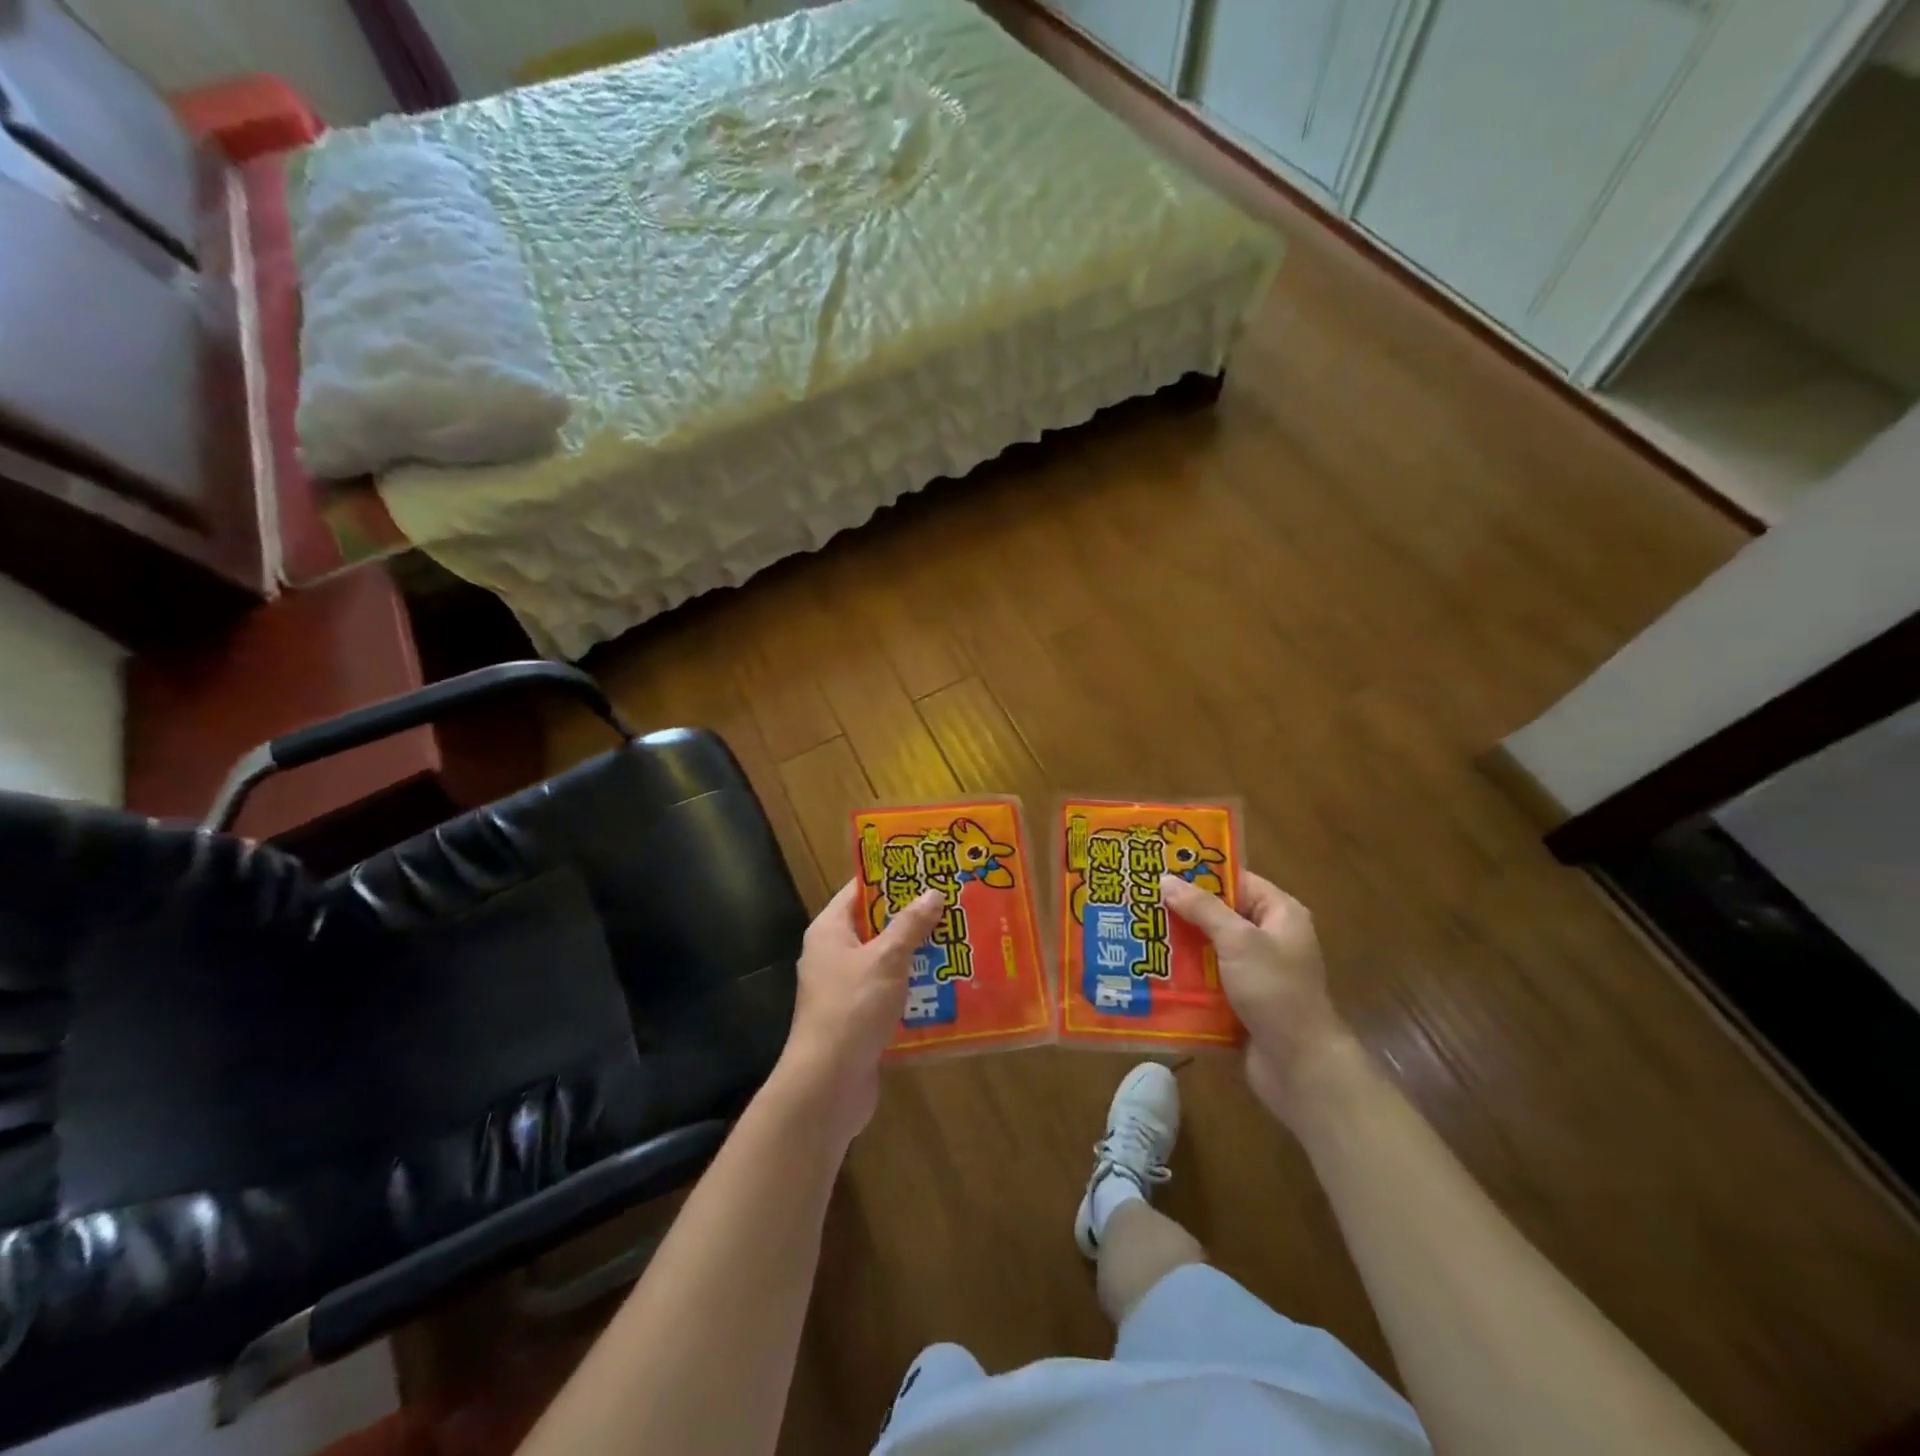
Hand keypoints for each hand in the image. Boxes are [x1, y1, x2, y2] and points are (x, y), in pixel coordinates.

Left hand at [779, 880, 944, 1144]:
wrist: (827, 1085)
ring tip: (960, 941)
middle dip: (913, 918)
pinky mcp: (859, 1018)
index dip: (891, 878)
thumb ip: (910, 925)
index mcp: (830, 931)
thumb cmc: (852, 1008)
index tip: (927, 869)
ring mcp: (846, 989)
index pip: (860, 890)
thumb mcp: (886, 959)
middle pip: (877, 926)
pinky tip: (949, 986)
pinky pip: (891, 993)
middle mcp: (834, 955)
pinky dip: (915, 988)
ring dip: (919, 955)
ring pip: (887, 961)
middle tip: (953, 904)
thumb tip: (933, 892)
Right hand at [1162, 870, 1358, 1124]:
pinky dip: (1184, 974)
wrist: (1298, 1066)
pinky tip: (1150, 969)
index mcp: (1279, 914)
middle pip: (1219, 914)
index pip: (1236, 881)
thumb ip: (1202, 908)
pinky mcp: (1240, 999)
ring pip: (1208, 947)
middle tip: (1139, 900)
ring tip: (1136, 932)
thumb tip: (1166, 879)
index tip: (1160, 868)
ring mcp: (1254, 971)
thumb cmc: (1275, 991)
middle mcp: (1269, 938)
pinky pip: (1206, 977)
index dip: (1200, 873)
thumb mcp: (1238, 941)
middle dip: (1181, 910)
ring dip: (1178, 944)